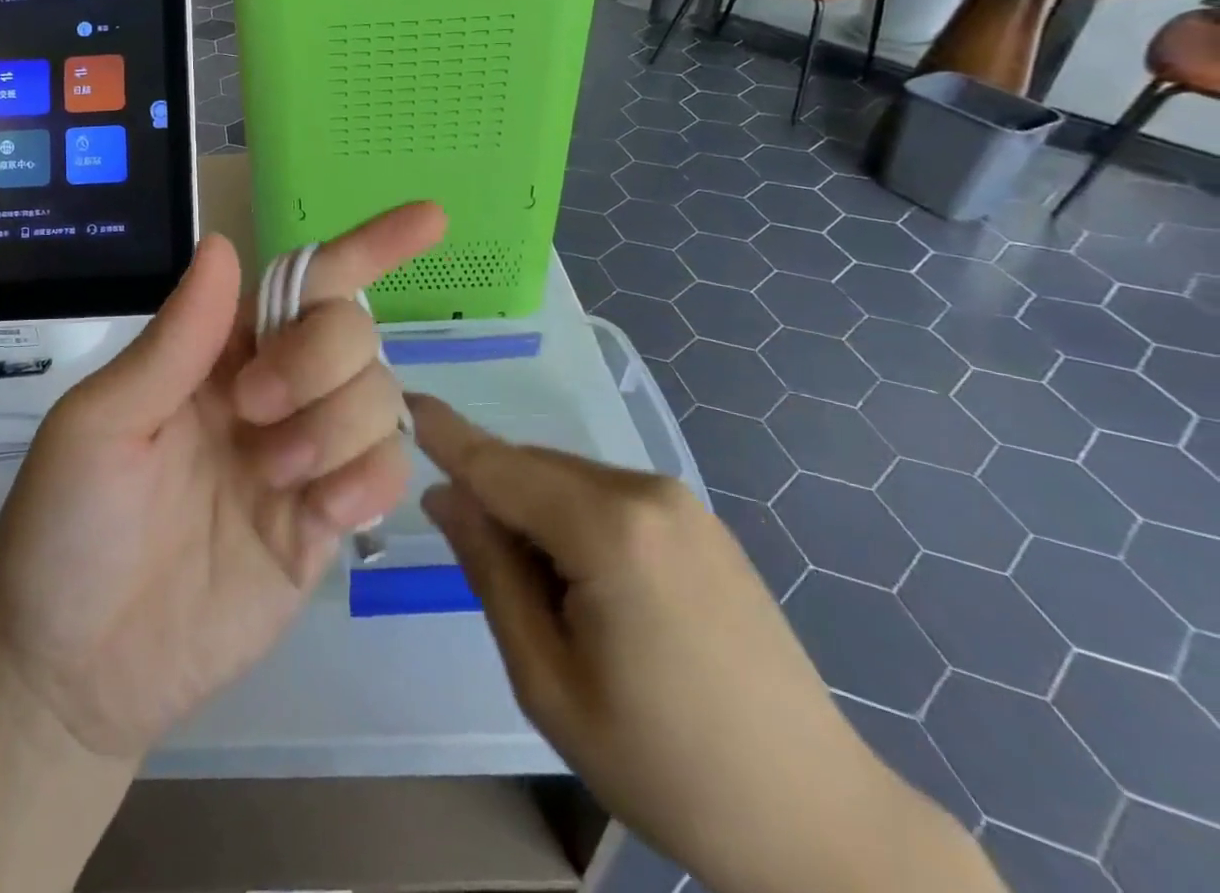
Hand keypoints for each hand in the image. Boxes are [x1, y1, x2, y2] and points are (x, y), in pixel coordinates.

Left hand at [0, 203, 446, 761]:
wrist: (78, 667)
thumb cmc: (68, 527)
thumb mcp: (101, 424)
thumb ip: (174, 341)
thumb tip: (224, 245)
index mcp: (218, 352)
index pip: (303, 282)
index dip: (367, 246)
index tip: (429, 220)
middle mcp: (272, 390)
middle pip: (350, 330)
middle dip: (317, 358)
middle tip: (252, 410)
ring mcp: (305, 454)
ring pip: (379, 395)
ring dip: (334, 425)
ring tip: (272, 476)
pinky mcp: (326, 521)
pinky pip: (386, 471)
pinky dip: (366, 479)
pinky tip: (320, 512)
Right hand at [411, 397, 1004, 892]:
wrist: (817, 821)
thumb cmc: (663, 763)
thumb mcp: (547, 679)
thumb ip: (490, 570)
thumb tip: (444, 497)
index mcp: (608, 530)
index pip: (500, 464)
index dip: (446, 434)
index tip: (402, 400)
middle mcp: (646, 492)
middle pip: (532, 469)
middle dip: (492, 497)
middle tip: (479, 567)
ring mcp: (680, 502)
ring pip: (566, 480)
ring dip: (532, 514)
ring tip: (548, 600)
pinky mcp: (698, 521)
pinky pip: (605, 496)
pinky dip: (571, 520)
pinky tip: (591, 590)